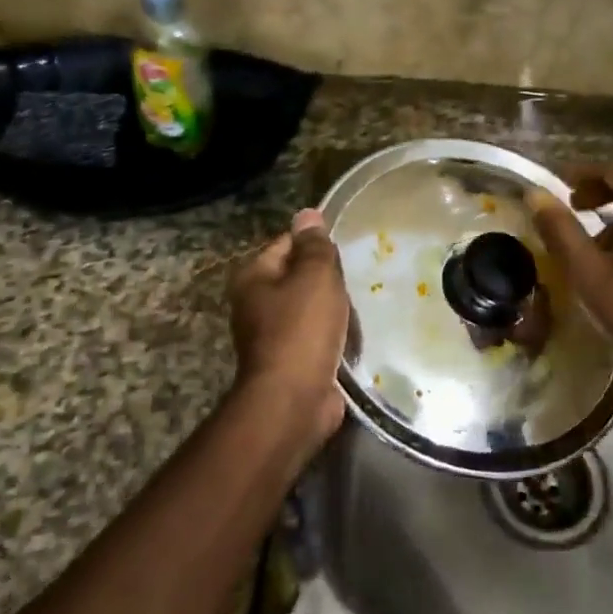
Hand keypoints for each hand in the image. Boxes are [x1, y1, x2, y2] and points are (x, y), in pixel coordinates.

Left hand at [228, 208, 349, 445]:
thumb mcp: (314, 277)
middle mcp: (254, 304)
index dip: (316, 244)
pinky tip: (352, 338)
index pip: (287, 244)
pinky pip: (315, 337)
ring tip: (359, 310)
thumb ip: (314, 245)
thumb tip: (307, 214)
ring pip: (309, 309)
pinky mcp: (288, 361)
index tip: (344, 252)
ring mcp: (270, 335)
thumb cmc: (302, 330)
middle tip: (355, 283)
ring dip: (333, 310)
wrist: (294, 400)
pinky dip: (332, 336)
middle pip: (298, 277)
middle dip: (327, 281)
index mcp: (253, 277)